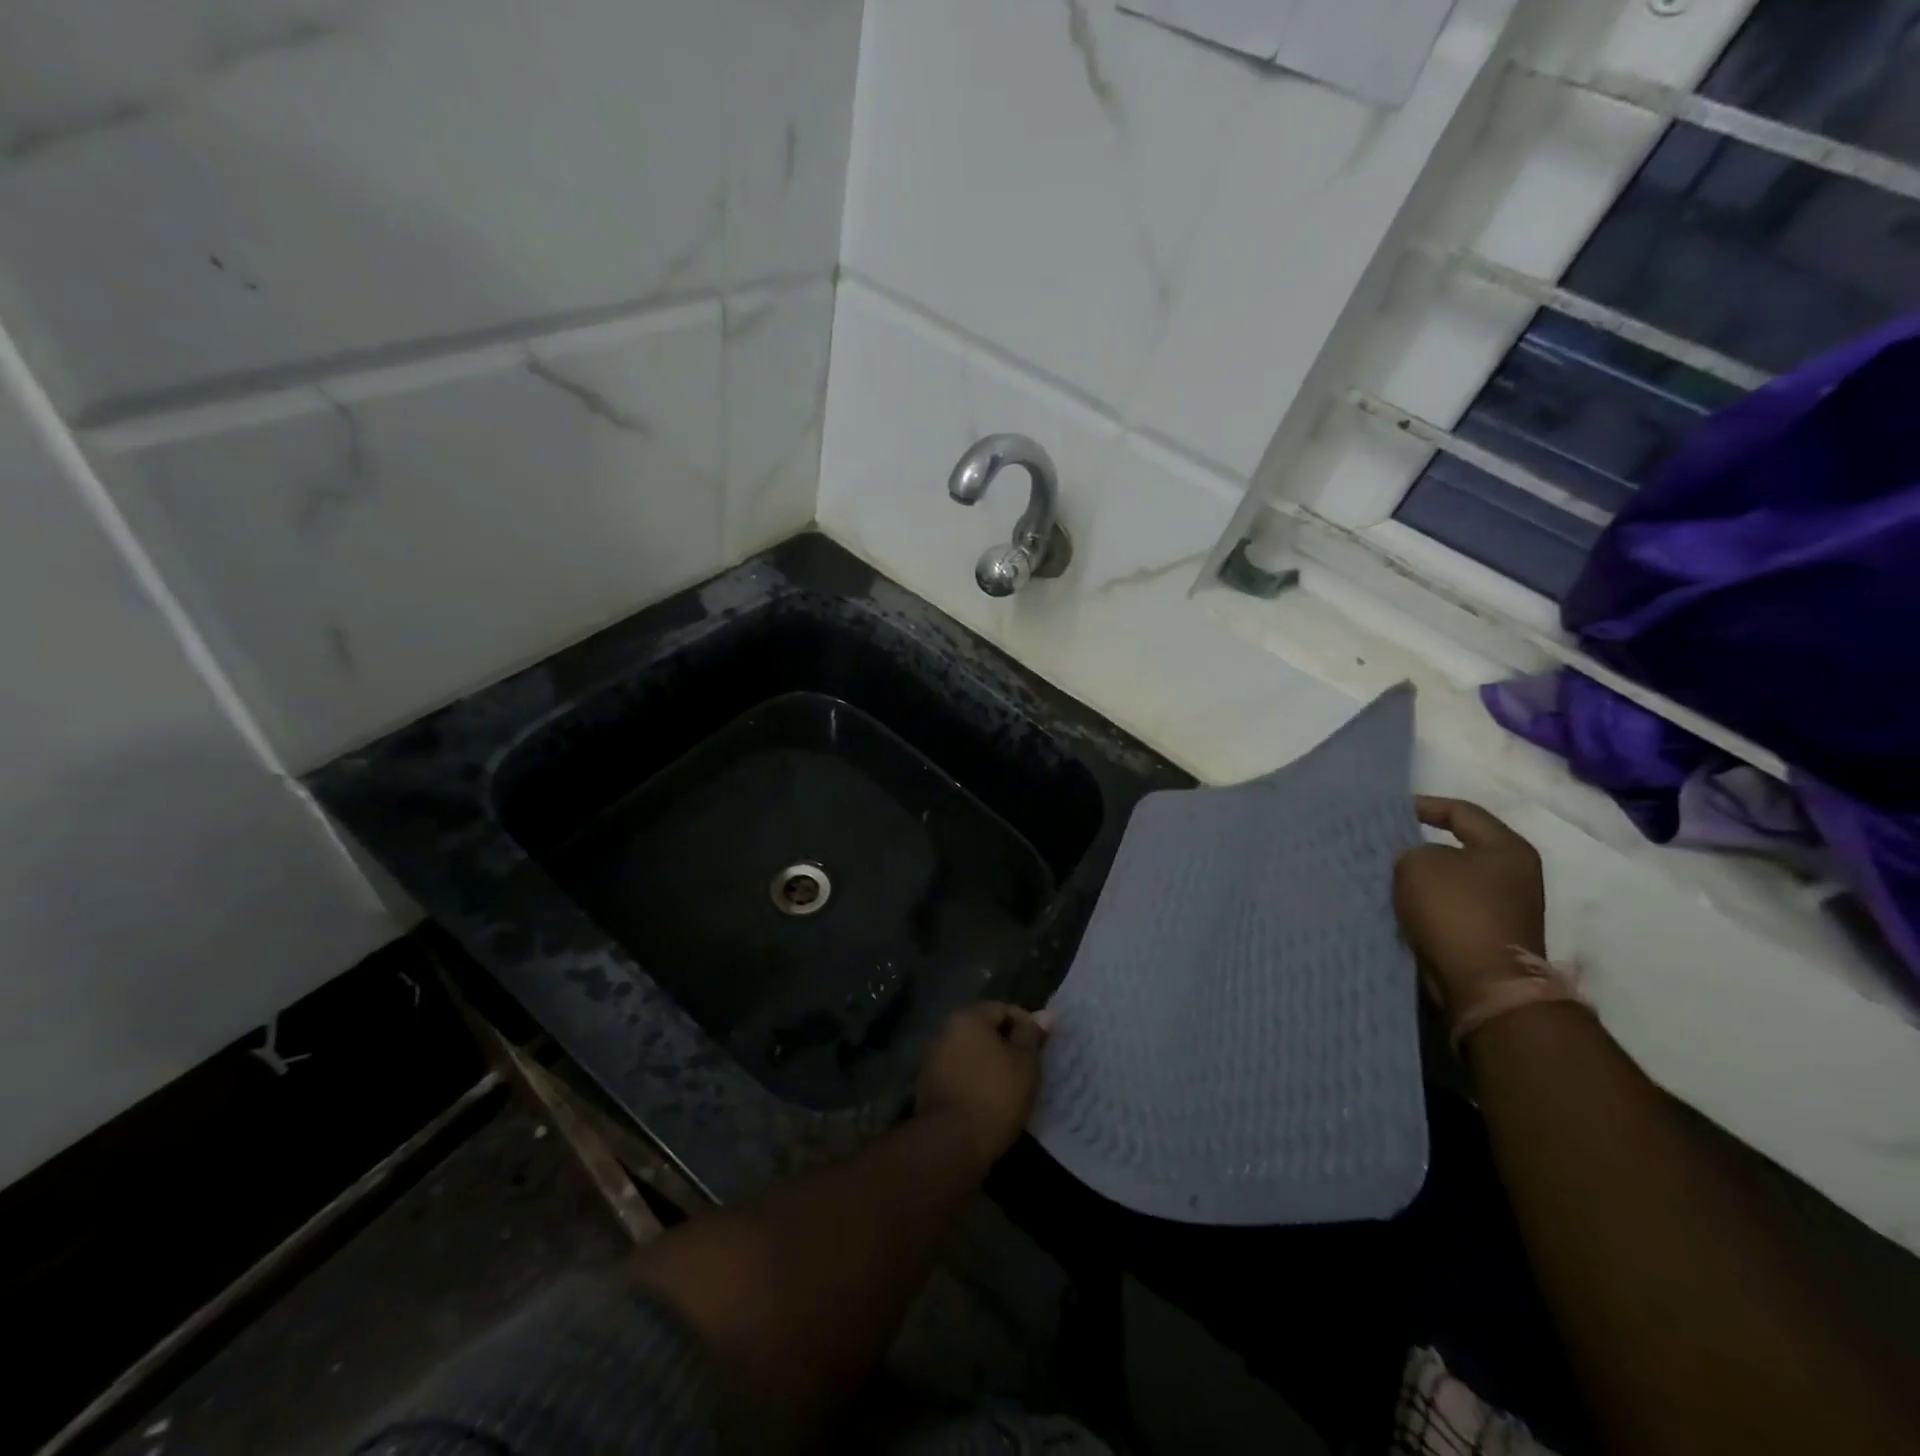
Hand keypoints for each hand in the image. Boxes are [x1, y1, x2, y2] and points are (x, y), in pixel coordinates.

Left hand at [914, 1001, 1051, 1168]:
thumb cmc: (995, 1095)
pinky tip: (989, 1101)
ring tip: (1011, 1087)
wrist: (952, 1142)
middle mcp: (945, 1031)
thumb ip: (1031, 1035)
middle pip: (984, 1030)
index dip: (1026, 1025)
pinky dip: (975, 1081)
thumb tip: (1044, 1014)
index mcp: (968, 1018)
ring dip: (990, 1064)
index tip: (1041, 1049)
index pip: (1002, 1009)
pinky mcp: (928, 1086)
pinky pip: (960, 1074)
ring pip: (971, 1053)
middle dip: (1007, 1045)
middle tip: (1029, 1068)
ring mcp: (933, 1059)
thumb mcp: (1024, 1062)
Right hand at [1394, 796, 1547, 1013]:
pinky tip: (1397, 904)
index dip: (1423, 805)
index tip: (1388, 811)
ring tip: (1382, 875)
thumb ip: (1411, 850)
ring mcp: (1504, 909)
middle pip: (1456, 848)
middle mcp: (1514, 875)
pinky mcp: (1488, 936)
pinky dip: (1424, 905)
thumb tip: (1415, 862)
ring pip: (1449, 881)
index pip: (1461, 812)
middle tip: (1381, 844)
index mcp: (1507, 848)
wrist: (1482, 982)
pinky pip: (1448, 909)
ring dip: (1419, 879)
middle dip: (1417, 846)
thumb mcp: (1418, 863)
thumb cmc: (1455, 910)